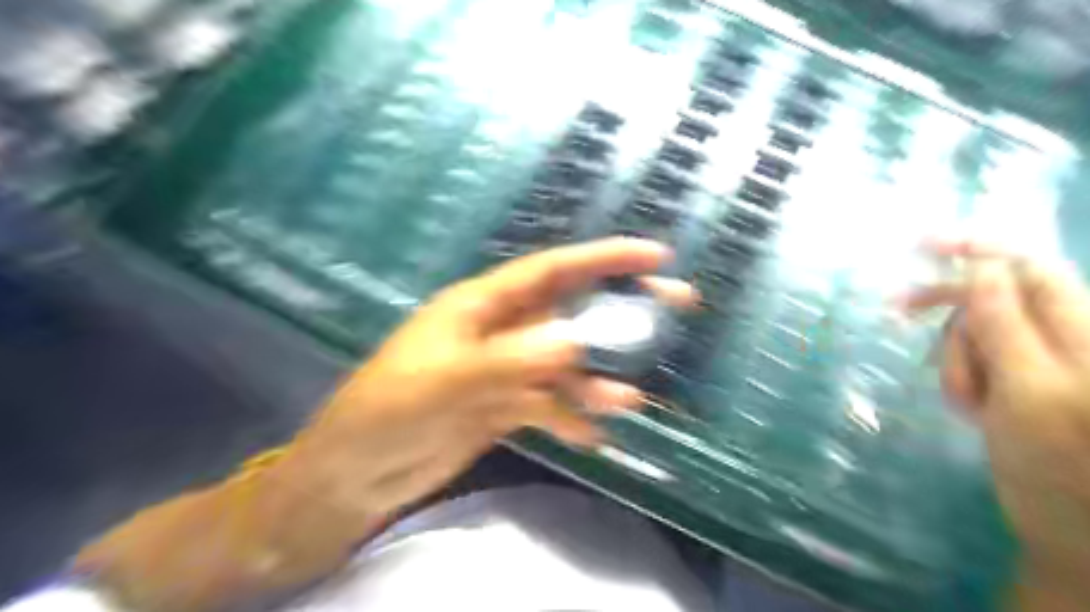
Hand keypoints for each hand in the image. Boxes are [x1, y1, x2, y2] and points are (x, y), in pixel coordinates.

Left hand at [271, 237, 687, 526]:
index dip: (603, 258)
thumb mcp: (445, 382)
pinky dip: (570, 417)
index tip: (654, 255)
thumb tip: (576, 341)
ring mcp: (505, 369)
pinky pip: (549, 404)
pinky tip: (590, 436)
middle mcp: (500, 329)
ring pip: (565, 364)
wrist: (355, 472)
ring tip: (628, 400)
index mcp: (483, 305)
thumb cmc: (388, 411)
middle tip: (675, 305)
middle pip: (570, 311)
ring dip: (596, 380)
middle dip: (619, 311)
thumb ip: (510, 360)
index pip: (553, 270)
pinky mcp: (503, 405)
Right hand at [907, 242, 1088, 605]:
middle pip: (991, 298)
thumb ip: (1007, 324)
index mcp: (1081, 331)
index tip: (916, 243)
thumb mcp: (1030, 391)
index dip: (975, 248)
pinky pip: (973, 361)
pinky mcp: (1016, 382)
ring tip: (971, 406)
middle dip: (952, 316)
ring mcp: (1037, 361)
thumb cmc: (1058, 467)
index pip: (1027, 266)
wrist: (1069, 531)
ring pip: (975, 333)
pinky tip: (971, 408)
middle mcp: (1062, 336)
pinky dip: (961, 378)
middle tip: (897, 313)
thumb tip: (983, 267)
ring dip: (956, 360)